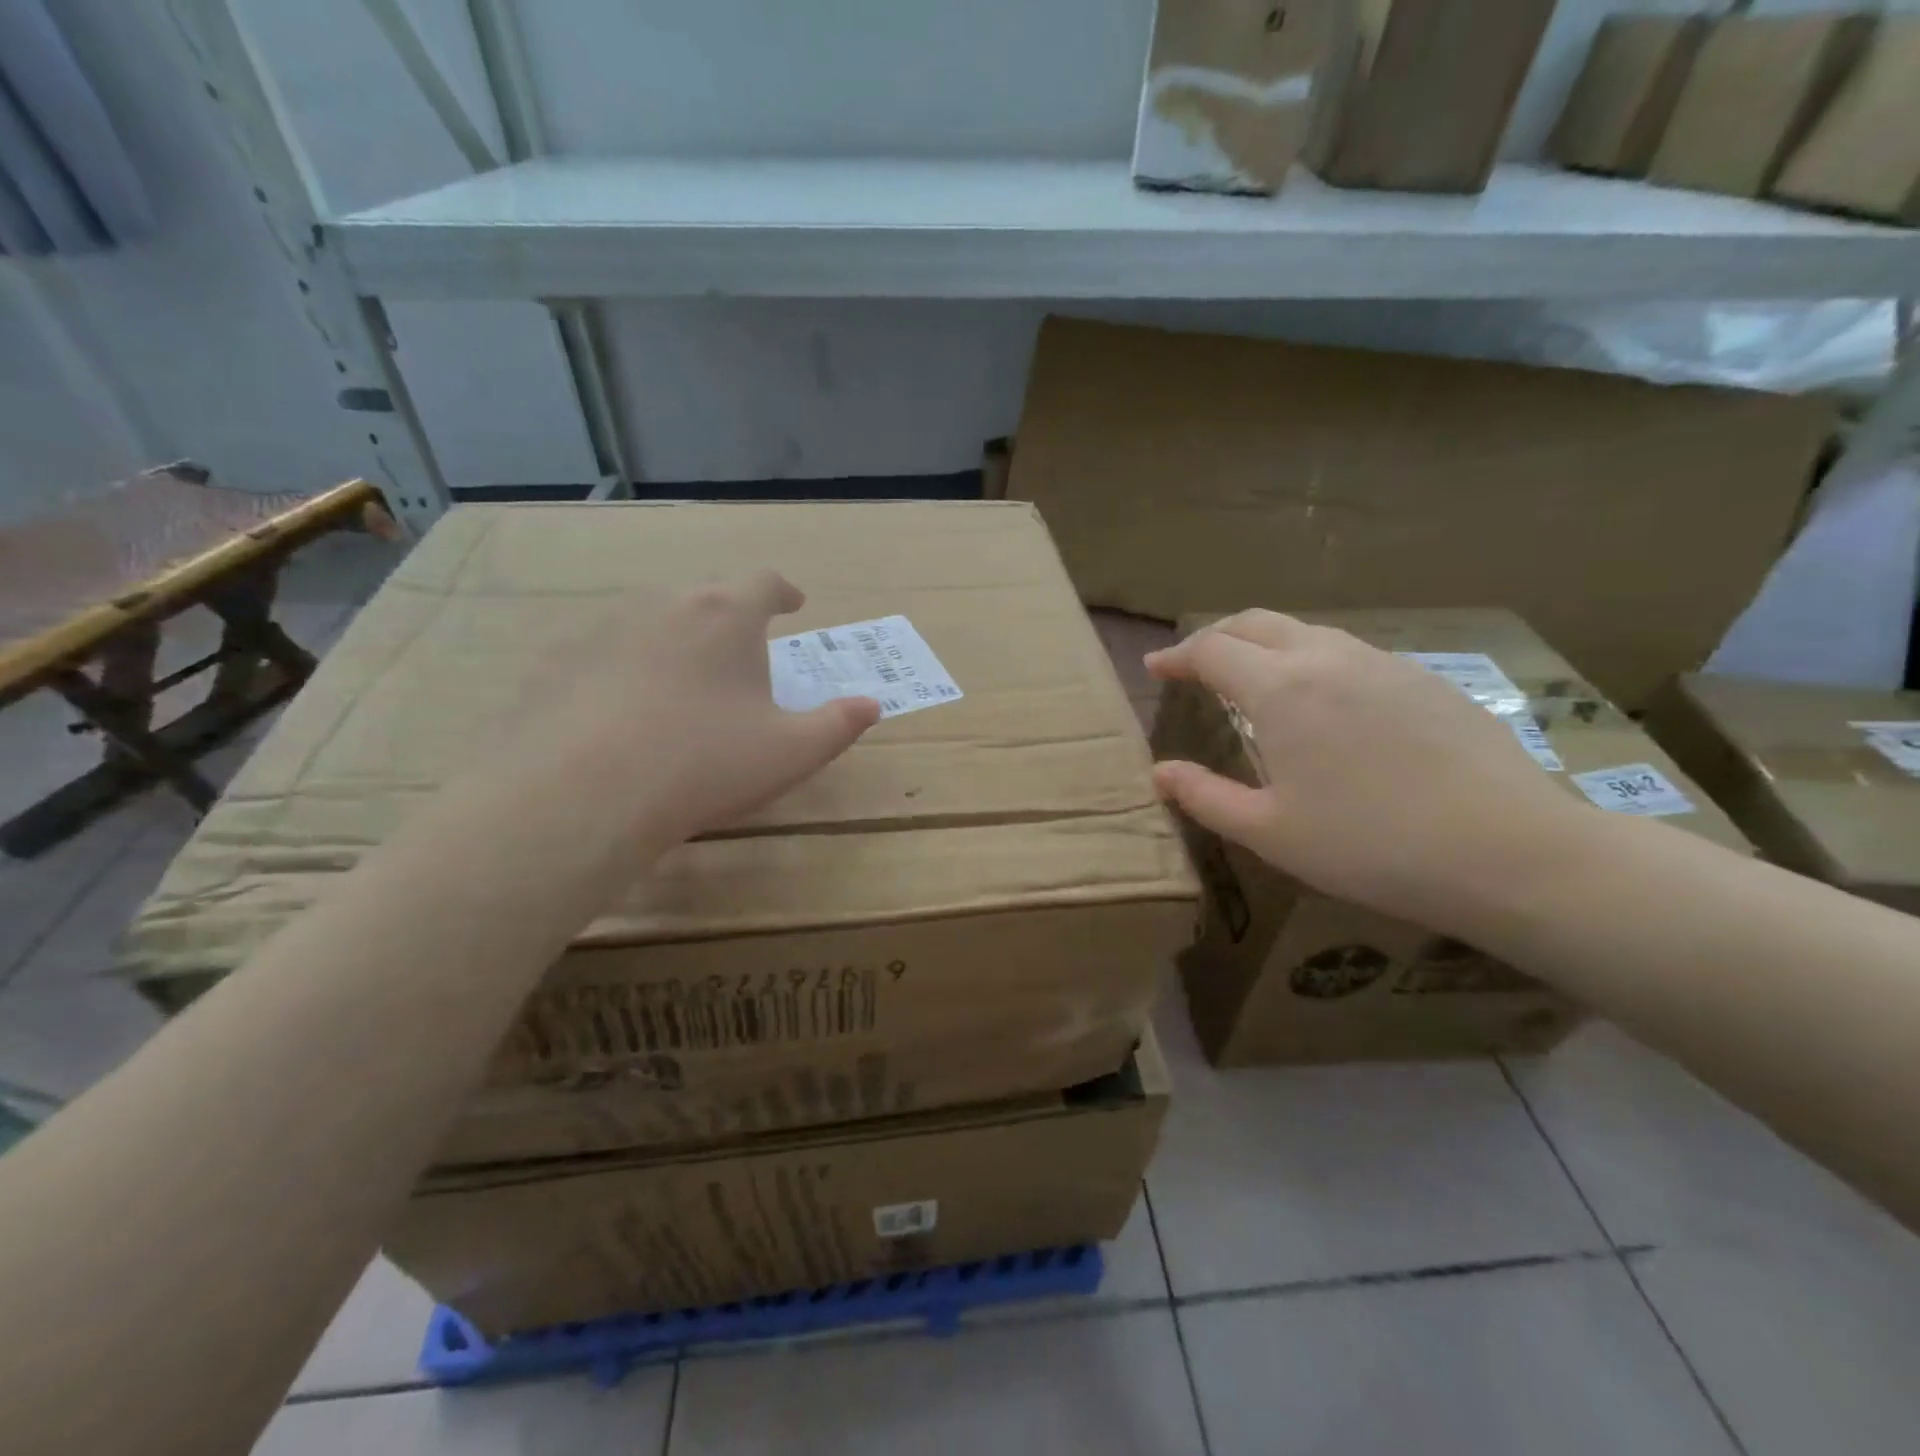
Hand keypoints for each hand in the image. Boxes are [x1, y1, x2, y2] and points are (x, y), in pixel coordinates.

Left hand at [498, 570, 878, 846]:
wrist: (582, 795)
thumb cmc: (705, 763)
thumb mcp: (791, 752)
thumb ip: (838, 724)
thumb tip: (871, 705)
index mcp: (725, 615)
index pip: (763, 581)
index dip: (783, 591)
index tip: (793, 604)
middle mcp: (663, 605)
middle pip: (705, 598)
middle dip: (729, 620)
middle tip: (741, 658)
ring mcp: (602, 630)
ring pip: (651, 623)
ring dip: (675, 643)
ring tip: (683, 689)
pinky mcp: (556, 663)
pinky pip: (603, 657)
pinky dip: (623, 674)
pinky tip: (622, 718)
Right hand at [1146, 610, 1583, 928]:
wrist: (1511, 851)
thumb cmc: (1370, 846)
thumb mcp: (1270, 832)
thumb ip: (1204, 796)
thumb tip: (1158, 772)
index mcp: (1281, 690)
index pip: (1212, 650)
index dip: (1177, 656)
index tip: (1156, 669)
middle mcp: (1328, 658)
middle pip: (1256, 623)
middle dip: (1216, 636)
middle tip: (1195, 663)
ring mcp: (1383, 662)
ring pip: (1307, 631)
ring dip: (1266, 644)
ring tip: (1253, 677)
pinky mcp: (1426, 678)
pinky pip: (1351, 652)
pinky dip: (1314, 659)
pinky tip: (1325, 701)